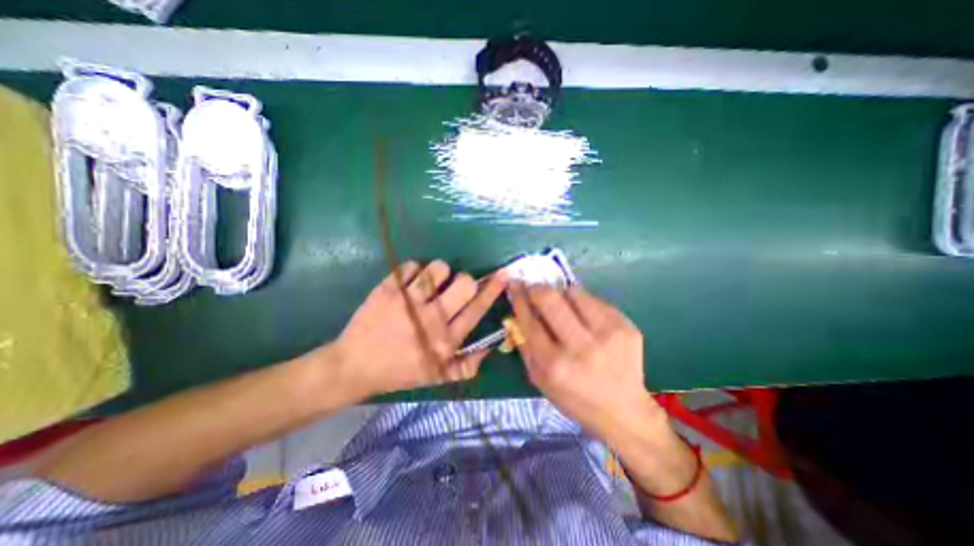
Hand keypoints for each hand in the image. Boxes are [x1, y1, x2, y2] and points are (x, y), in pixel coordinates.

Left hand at [331, 259, 505, 399]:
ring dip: (439, 273)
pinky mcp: (388, 289)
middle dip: (463, 281)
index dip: (493, 289)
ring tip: (429, 284)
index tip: (504, 274)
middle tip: (452, 287)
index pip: (478, 308)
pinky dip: (414, 271)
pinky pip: (412, 265)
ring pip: (439, 268)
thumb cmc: (400, 371)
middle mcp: (431, 319)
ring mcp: (408, 302)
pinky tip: (408, 284)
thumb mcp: (437, 377)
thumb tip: (491, 346)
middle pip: (463, 283)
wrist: (354, 366)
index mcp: (446, 341)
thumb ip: (468, 366)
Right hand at [506, 286, 666, 443]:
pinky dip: (583, 302)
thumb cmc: (574, 397)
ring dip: (562, 294)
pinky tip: (585, 317)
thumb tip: (515, 314)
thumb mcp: (539, 379)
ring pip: (574, 292)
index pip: (529, 320)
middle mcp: (581, 348)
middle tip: (534, 288)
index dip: (519, 298)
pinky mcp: (626, 327)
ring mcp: (607, 335)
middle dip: (537, 288)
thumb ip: (524, 345)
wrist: (623, 411)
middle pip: (550, 299)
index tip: (514, 284)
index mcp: (554, 365)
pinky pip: (595, 300)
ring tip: (563, 305)